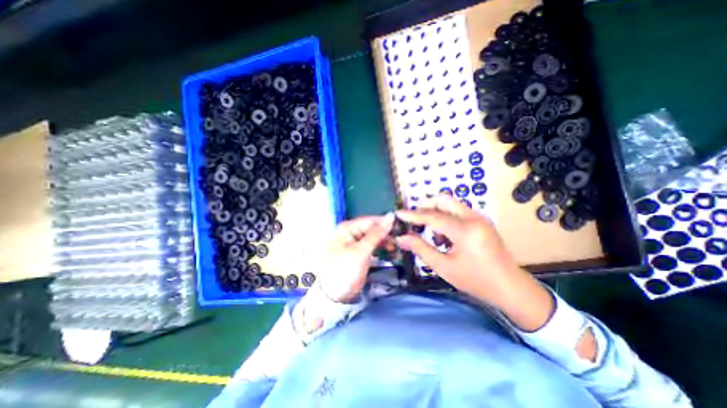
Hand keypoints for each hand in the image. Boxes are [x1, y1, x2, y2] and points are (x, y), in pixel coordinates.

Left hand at [319, 213, 394, 302]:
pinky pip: (373, 244)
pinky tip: (390, 250)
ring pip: (374, 236)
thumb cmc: (346, 270)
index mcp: (348, 227)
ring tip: (395, 248)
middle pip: (373, 228)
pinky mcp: (360, 250)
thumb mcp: (362, 251)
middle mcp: (351, 231)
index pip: (370, 220)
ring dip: (385, 241)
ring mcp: (356, 241)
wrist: (336, 294)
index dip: (385, 223)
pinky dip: (381, 246)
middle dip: (386, 233)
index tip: (401, 227)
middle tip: (399, 241)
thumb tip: (390, 216)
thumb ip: (376, 234)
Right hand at [395, 195, 554, 331]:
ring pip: (451, 204)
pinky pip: (458, 212)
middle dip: (426, 206)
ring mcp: (479, 218)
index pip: (432, 216)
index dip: (413, 215)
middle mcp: (473, 218)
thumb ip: (420, 249)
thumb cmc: (476, 280)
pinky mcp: (482, 221)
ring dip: (436, 213)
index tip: (398, 213)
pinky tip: (445, 237)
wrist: (511, 288)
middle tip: (415, 221)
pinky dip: (446, 218)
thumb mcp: (444, 267)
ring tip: (432, 235)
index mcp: (465, 230)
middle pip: (443, 200)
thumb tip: (401, 238)